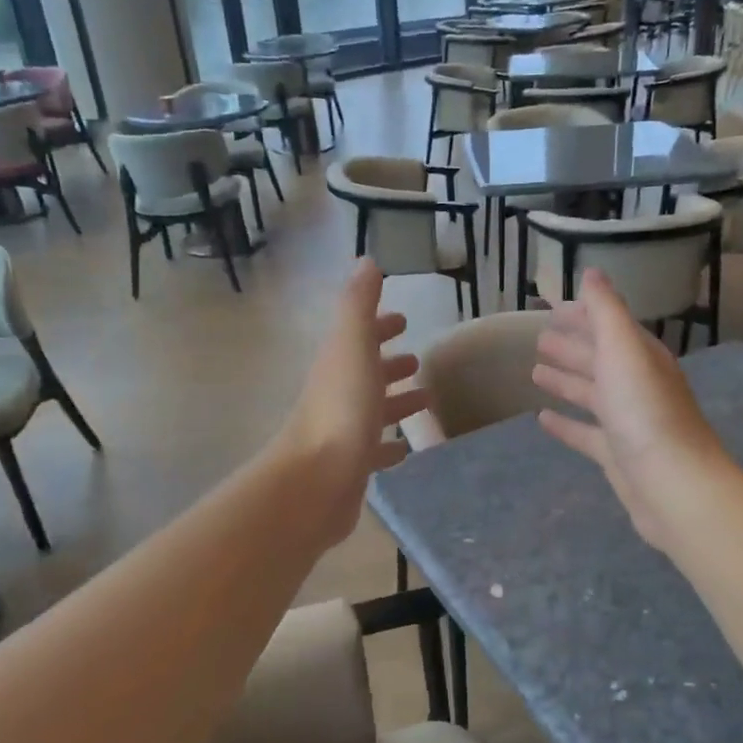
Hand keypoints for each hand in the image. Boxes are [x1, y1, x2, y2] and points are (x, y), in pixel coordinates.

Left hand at [276, 261, 428, 546]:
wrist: (316, 481)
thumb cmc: (340, 410)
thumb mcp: (352, 346)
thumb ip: (359, 305)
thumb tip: (366, 261)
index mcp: (338, 364)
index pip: (359, 336)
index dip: (379, 326)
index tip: (402, 320)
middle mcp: (338, 395)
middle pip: (366, 373)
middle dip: (389, 364)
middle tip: (417, 361)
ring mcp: (343, 432)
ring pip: (373, 411)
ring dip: (396, 403)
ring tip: (426, 401)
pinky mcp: (352, 467)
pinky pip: (375, 450)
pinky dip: (390, 446)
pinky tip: (406, 449)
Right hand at [532, 269, 732, 551]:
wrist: (673, 485)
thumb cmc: (645, 411)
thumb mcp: (623, 349)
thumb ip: (606, 311)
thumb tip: (592, 272)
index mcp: (641, 357)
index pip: (610, 326)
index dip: (583, 314)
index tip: (551, 307)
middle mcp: (637, 385)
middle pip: (600, 358)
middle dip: (572, 345)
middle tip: (538, 337)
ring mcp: (628, 422)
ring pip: (592, 394)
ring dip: (566, 380)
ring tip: (535, 370)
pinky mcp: (617, 456)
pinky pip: (586, 433)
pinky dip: (566, 424)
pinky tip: (542, 419)